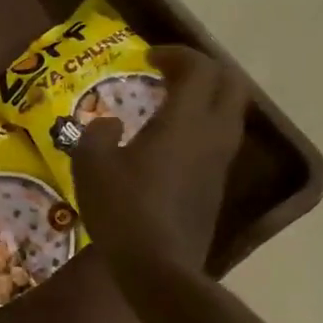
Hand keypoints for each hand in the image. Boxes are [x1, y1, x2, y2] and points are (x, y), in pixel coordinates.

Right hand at [71, 45, 248, 303]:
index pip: (199, 68)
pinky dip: (203, 128)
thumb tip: (109, 124)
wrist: (159, 268)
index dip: (176, 54)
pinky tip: (172, 145)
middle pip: (231, 84)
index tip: (149, 57)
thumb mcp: (91, 166)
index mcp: (184, 121)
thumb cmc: (123, 210)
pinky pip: (220, 142)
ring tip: (172, 105)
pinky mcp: (217, 189)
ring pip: (231, 114)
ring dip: (207, 99)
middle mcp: (212, 135)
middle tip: (171, 73)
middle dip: (204, 70)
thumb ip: (97, 134)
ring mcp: (220, 164)